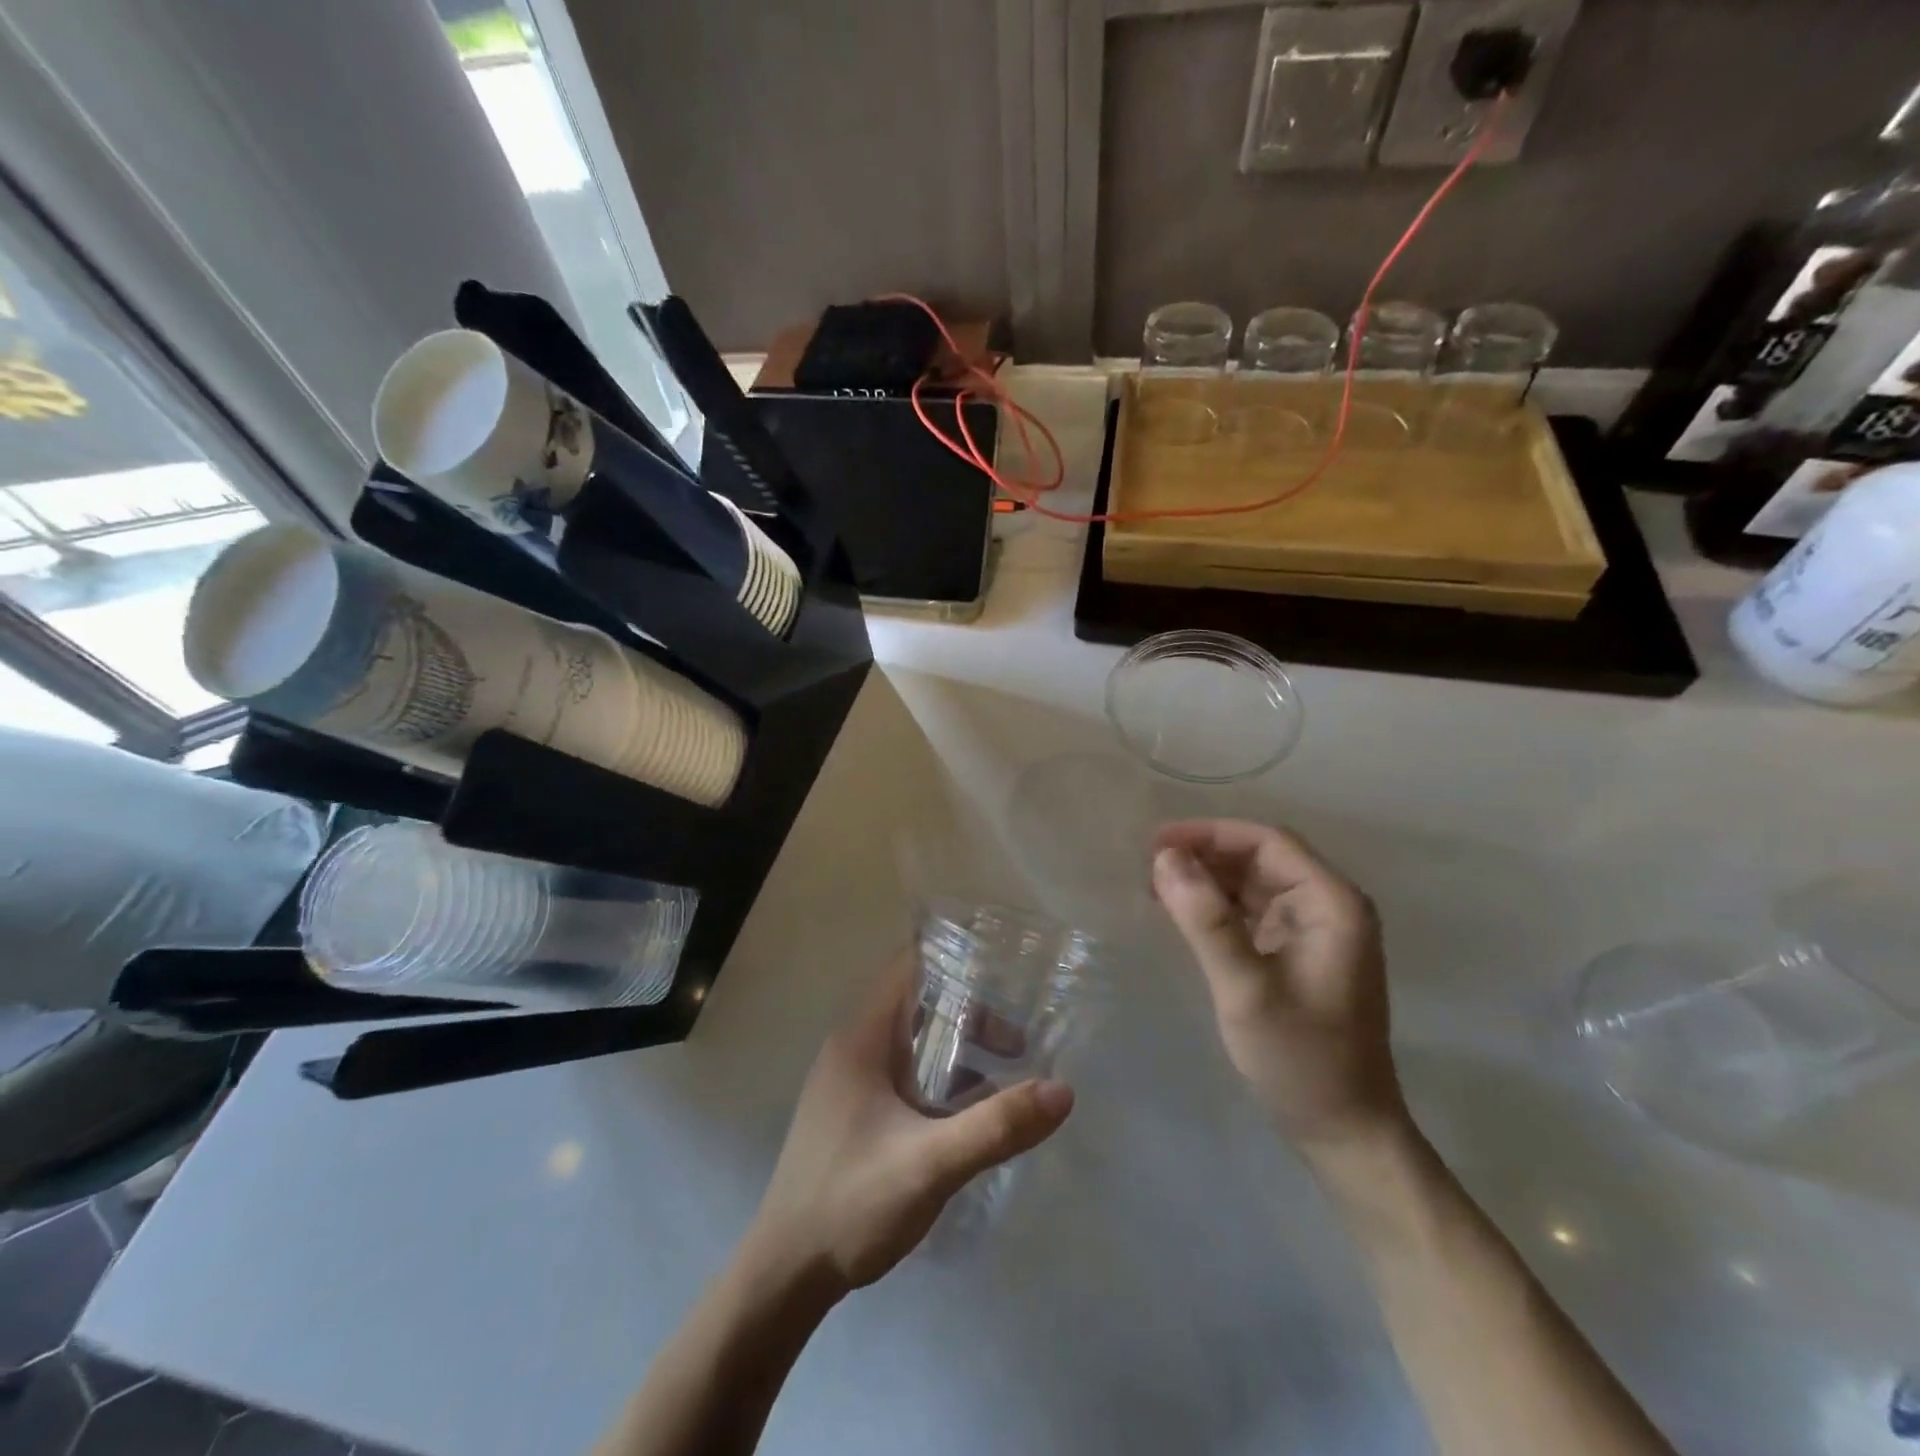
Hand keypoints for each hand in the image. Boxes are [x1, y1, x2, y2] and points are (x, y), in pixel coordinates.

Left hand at [749, 957, 1074, 1293]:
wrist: (784, 1276)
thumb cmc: (850, 1203)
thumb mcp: (930, 1164)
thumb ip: (996, 1126)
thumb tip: (1062, 1090)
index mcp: (862, 1038)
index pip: (908, 966)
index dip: (954, 958)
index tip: (1004, 967)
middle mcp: (853, 1047)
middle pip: (918, 1002)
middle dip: (970, 1012)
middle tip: (1018, 1038)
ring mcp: (852, 1081)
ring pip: (914, 1041)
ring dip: (958, 1048)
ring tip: (1008, 1069)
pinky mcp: (855, 1112)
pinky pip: (907, 1074)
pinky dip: (942, 1078)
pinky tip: (973, 1111)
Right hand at [1151, 819, 1404, 1153]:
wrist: (1345, 1133)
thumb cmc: (1301, 1060)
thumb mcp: (1246, 988)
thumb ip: (1205, 920)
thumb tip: (1164, 857)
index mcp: (1331, 903)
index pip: (1267, 842)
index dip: (1210, 834)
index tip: (1156, 842)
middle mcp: (1328, 907)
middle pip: (1260, 858)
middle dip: (1204, 855)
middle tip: (1146, 865)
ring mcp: (1314, 932)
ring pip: (1253, 883)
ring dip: (1206, 879)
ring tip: (1154, 885)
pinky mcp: (1297, 954)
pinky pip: (1251, 913)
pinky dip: (1215, 907)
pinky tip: (1180, 913)